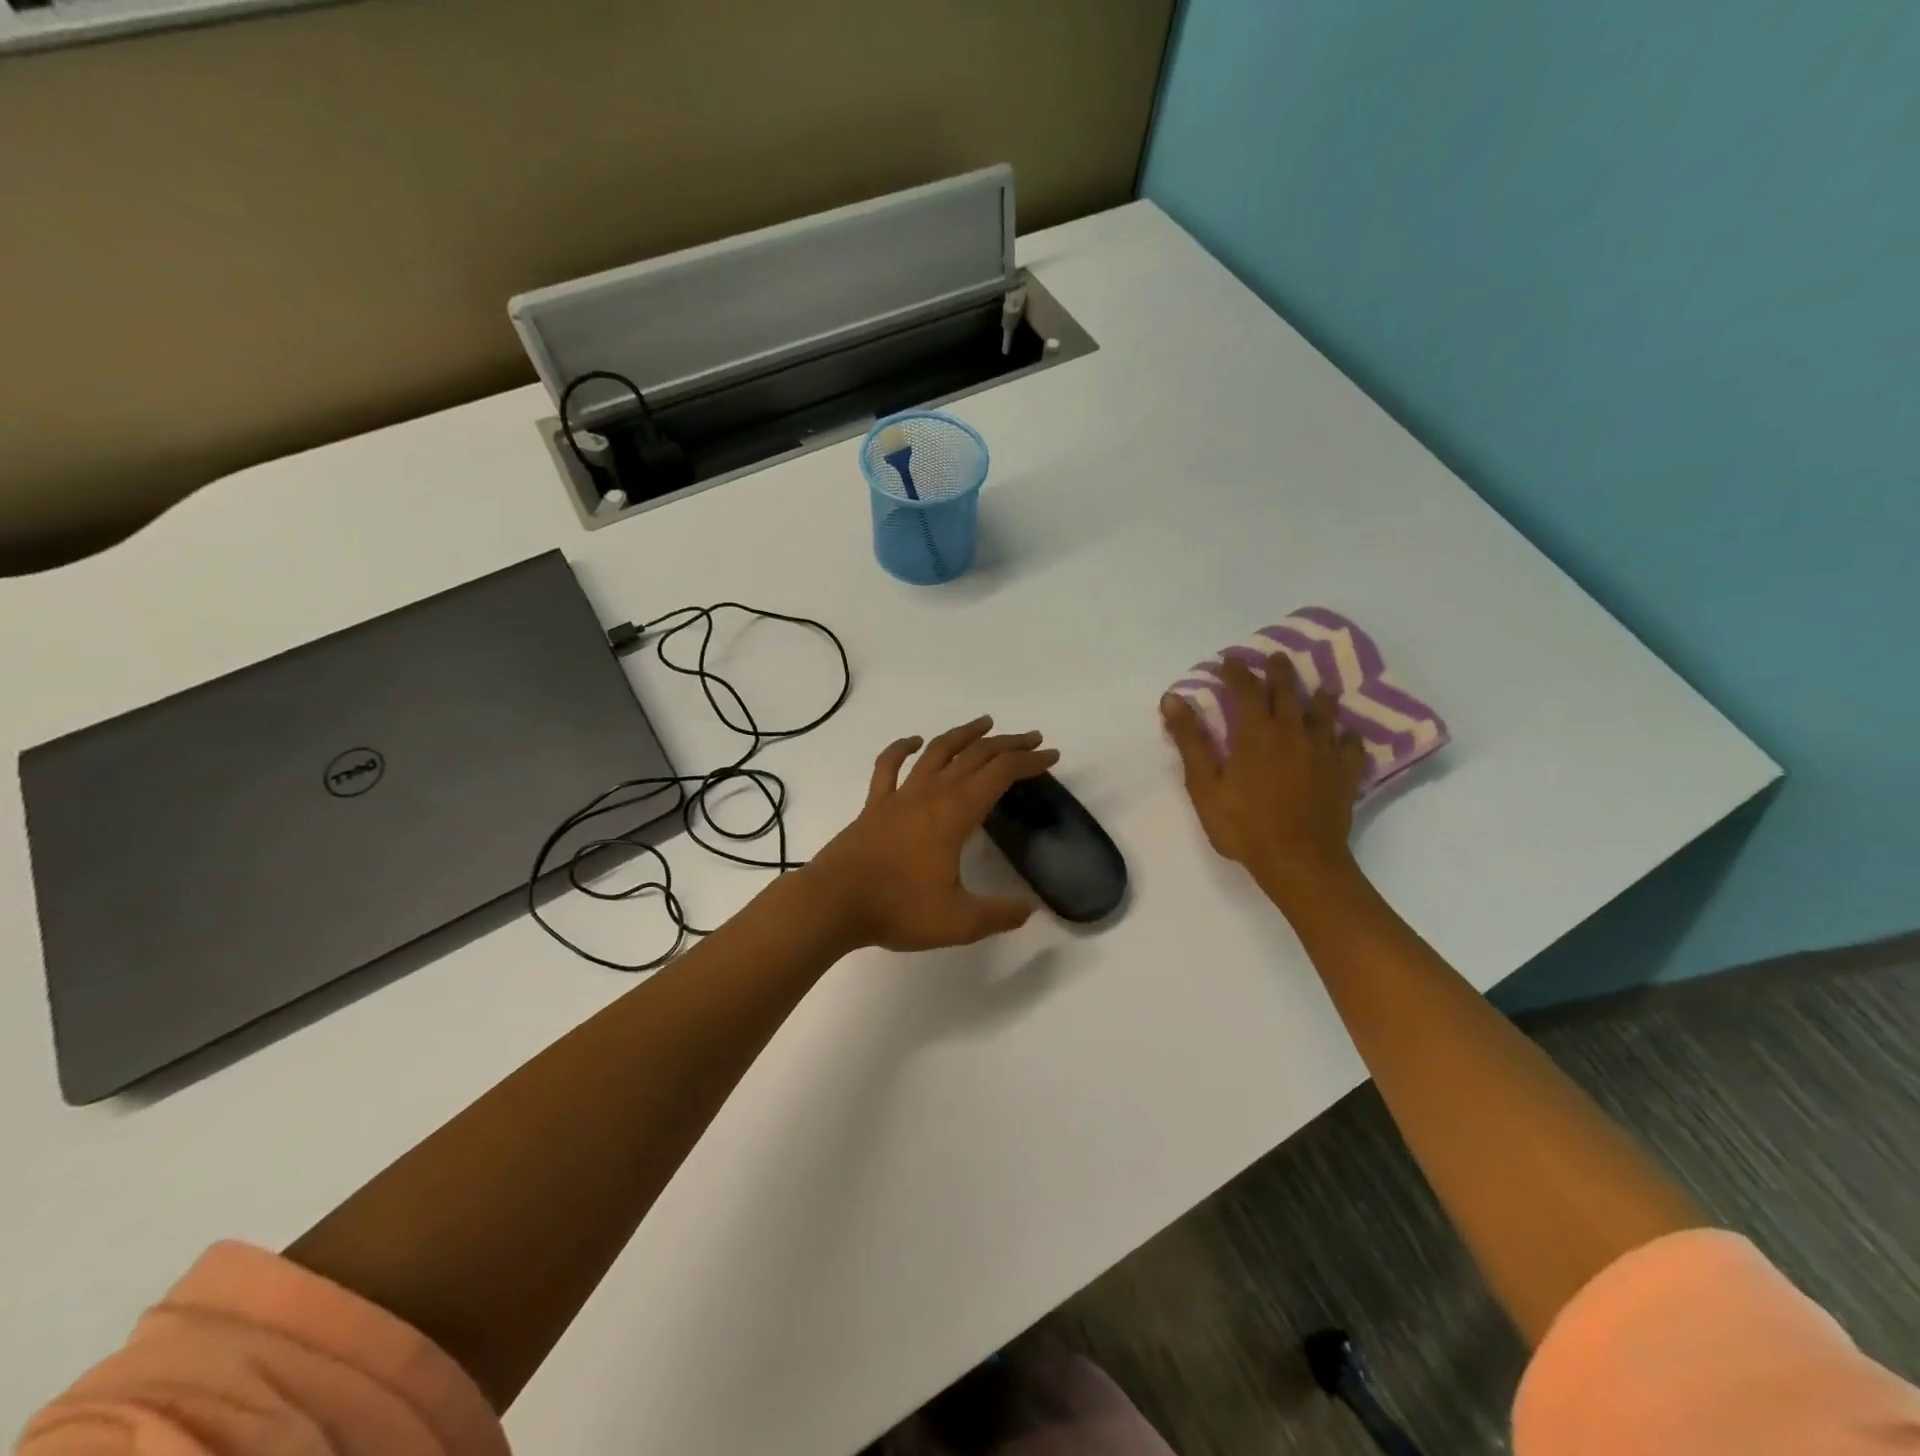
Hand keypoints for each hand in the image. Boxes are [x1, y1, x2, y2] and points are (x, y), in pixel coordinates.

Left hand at [808, 716, 1059, 950]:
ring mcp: (900, 795)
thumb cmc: (898, 908)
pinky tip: (913, 740)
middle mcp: (931, 793)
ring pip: (937, 751)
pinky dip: (902, 748)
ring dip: (964, 734)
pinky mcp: (875, 805)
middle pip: (975, 756)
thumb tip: (1029, 909)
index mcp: (956, 813)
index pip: (1000, 774)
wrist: (833, 903)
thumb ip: (999, 914)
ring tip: (985, 724)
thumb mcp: (959, 921)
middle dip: (1007, 744)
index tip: (1051, 756)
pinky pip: (889, 766)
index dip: (1029, 762)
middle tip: (1031, 739)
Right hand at [1161, 654, 1366, 904]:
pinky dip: (1347, 735)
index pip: (1245, 689)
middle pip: (1287, 692)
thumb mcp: (1204, 785)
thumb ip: (1191, 740)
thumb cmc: (1243, 824)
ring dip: (1318, 696)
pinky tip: (1346, 734)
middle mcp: (1293, 732)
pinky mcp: (1345, 773)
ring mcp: (1323, 751)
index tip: (1229, 660)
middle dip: (1279, 672)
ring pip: (1323, 713)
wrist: (1299, 860)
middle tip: (1276, 658)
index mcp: (1256, 733)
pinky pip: (1350, 745)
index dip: (1236, 671)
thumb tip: (1173, 698)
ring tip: (1320, 687)